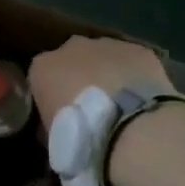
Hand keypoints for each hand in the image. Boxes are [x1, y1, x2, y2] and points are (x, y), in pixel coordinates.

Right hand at [29, 36, 173, 129]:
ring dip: (109, 75)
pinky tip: (143, 99)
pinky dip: (135, 76)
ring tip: (122, 106)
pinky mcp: (138, 51)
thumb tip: (58, 126)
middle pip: (73, 59)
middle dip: (80, 78)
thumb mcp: (52, 140)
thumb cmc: (81, 139)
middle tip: (92, 109)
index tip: (62, 116)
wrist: (129, 132)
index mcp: (43, 67)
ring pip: (104, 56)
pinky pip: (132, 62)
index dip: (53, 95)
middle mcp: (72, 47)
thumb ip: (51, 123)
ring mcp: (107, 45)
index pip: (42, 76)